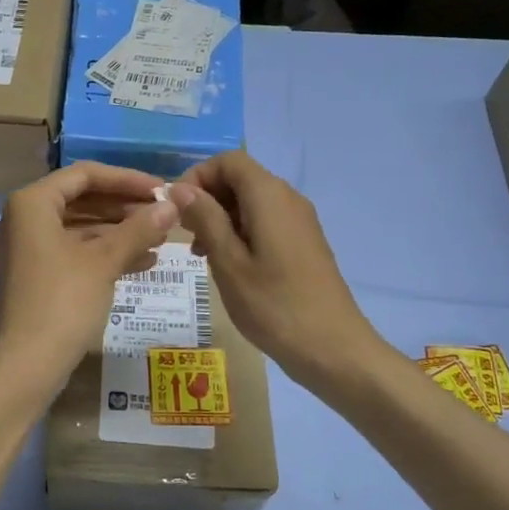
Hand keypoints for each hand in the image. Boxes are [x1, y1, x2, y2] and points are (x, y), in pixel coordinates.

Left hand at [0, 162, 177, 397]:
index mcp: (31, 204)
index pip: (84, 175)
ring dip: (119, 233)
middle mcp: (23, 219)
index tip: (161, 189)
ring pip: (79, 229)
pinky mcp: (34, 276)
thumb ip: (138, 229)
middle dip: (124, 208)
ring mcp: (26, 250)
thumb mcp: (104, 262)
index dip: (126, 179)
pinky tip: (143, 263)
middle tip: (164, 215)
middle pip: (81, 200)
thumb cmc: (62, 302)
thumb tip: (172, 205)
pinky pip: (73, 253)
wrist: (24, 366)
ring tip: (160, 240)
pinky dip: (104, 255)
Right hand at [171, 151, 390, 397]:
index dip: (197, 176)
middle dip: (207, 198)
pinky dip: (239, 232)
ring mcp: (298, 221)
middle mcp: (287, 198)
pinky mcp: (302, 242)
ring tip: (201, 255)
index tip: (176, 209)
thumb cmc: (273, 305)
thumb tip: (180, 188)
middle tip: (185, 235)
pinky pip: (264, 221)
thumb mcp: (228, 261)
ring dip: (220, 217)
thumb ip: (204, 218)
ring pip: (250, 201)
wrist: (332, 349)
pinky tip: (227, 264)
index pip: (228, 161)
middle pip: (240, 178)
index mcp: (269, 196)